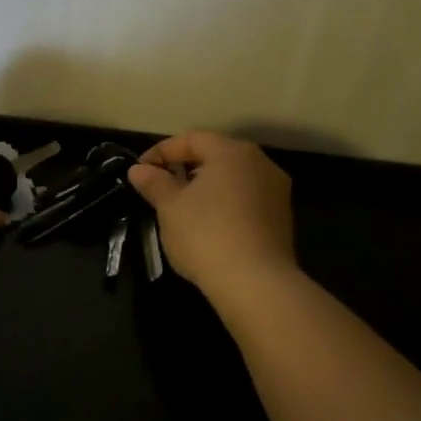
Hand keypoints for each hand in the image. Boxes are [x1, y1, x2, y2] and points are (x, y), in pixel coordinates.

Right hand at [127, 131, 295, 304]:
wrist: (255, 282)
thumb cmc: (205, 234)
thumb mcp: (170, 207)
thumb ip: (154, 183)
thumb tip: (139, 169)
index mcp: (232, 152)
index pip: (191, 139)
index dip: (161, 151)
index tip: (140, 170)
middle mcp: (260, 163)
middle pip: (216, 155)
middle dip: (185, 167)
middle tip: (160, 187)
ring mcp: (276, 191)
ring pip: (233, 178)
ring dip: (206, 187)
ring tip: (182, 208)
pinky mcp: (281, 218)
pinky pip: (246, 200)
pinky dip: (224, 204)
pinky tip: (208, 225)